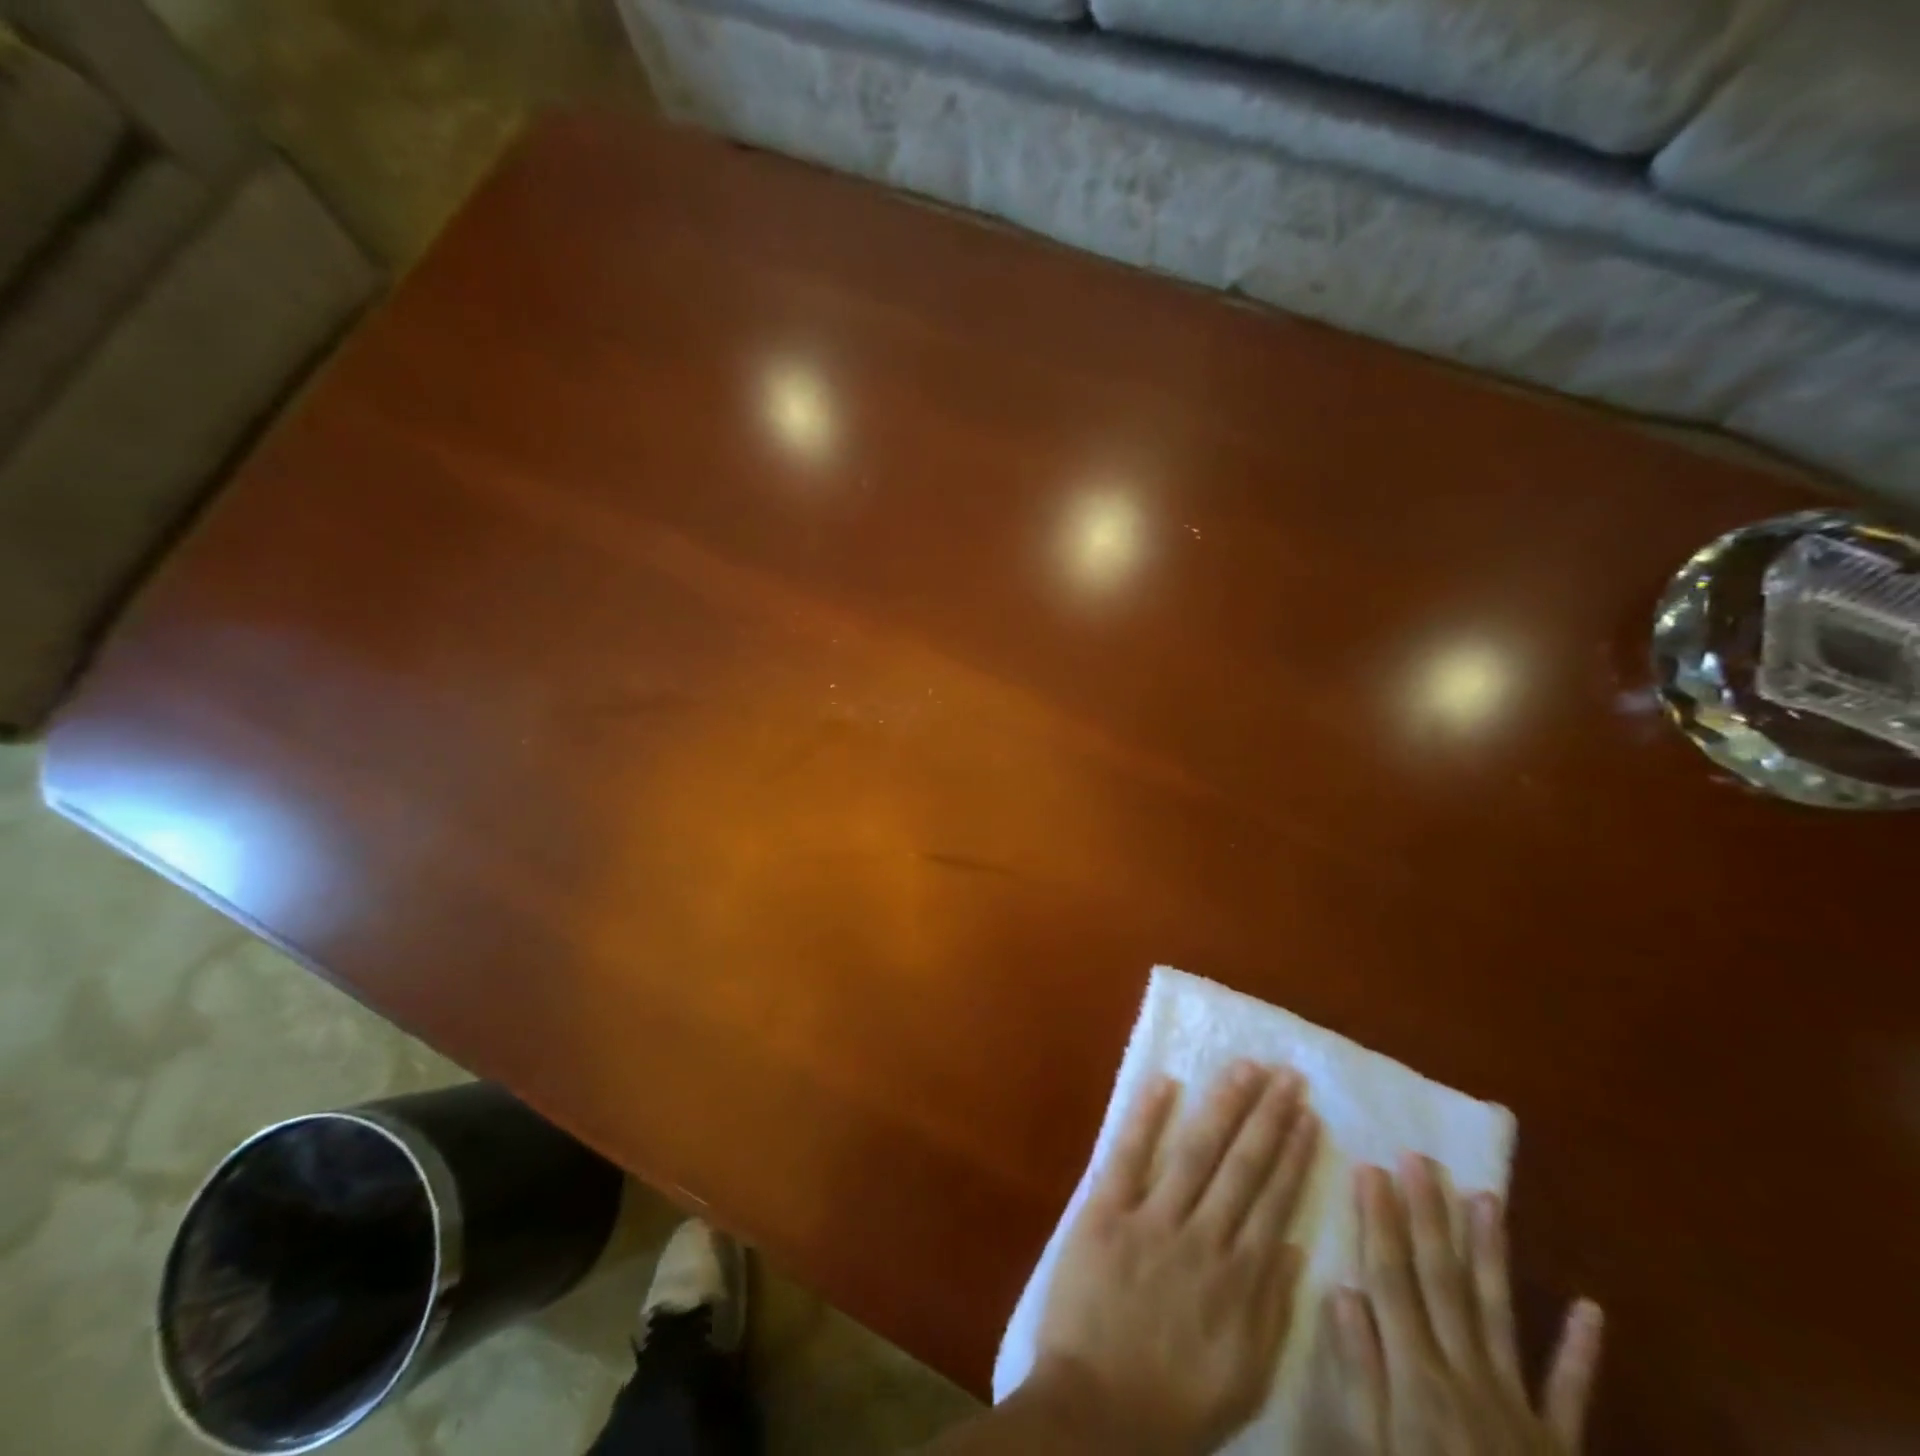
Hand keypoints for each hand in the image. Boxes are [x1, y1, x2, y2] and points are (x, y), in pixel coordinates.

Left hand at [1030, 1061, 1320, 1455]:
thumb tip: (1293, 1247)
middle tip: (1286, 1075)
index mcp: (1239, 1280)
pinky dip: (1146, 1117)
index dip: (1293, 1155)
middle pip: (1243, 1166)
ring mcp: (1152, 1220)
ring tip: (1245, 1068)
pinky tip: (1165, 1082)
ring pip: (1196, 1151)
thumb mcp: (1244, 1377)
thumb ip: (1271, 1311)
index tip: (1307, 1116)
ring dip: (1223, 1106)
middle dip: (1267, 1117)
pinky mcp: (1105, 1213)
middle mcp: (1203, 1239)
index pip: (1273, 1201)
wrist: (1093, 1415)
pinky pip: (1128, 1155)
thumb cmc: (1172, 1405)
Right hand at [1324, 1156, 1603, 1454]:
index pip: (1392, 1278)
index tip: (1370, 1168)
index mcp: (1417, 1377)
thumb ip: (1360, 1373)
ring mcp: (1519, 1406)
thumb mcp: (1371, 1450)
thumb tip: (1342, 1291)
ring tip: (1488, 1198)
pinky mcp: (1559, 1442)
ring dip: (1491, 1254)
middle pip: (1442, 1281)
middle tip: (1421, 1160)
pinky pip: (1570, 1391)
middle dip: (1428, 1216)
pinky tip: (1590, 1308)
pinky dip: (1580, 1351)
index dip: (1379, 1221)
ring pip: (1498, 1313)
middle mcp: (1467, 1375)